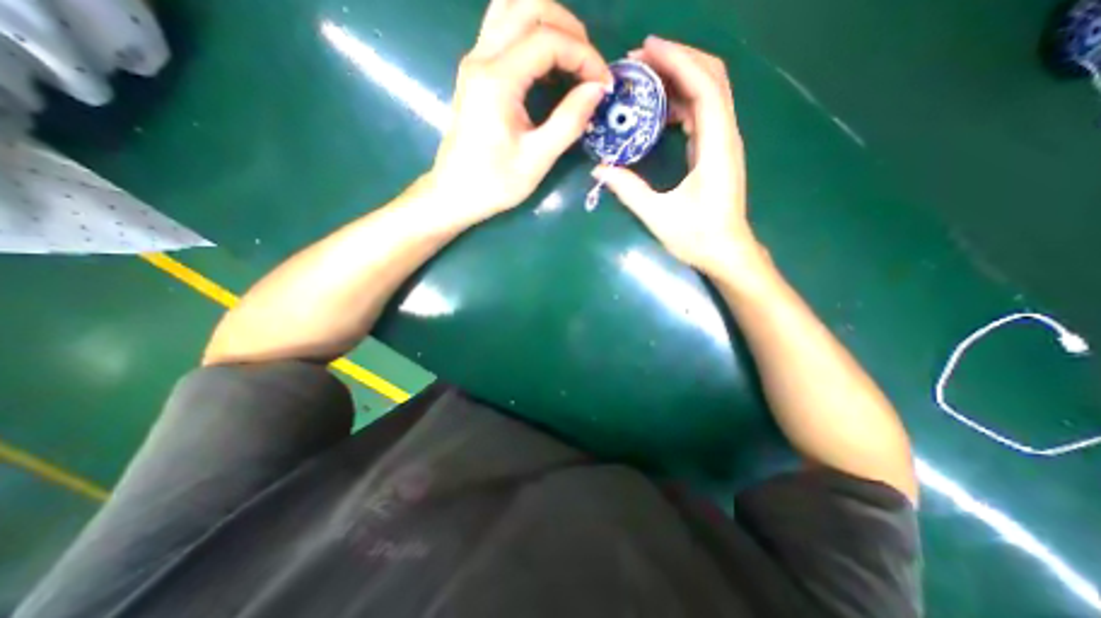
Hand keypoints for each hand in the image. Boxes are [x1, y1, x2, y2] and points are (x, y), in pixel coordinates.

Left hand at [426, 1, 610, 227]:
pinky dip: (531, 35)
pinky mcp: (475, 72)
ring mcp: (475, 61)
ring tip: (571, 58)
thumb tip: (597, 89)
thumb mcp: (537, 159)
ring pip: (512, 9)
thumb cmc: (495, 183)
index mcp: (497, 80)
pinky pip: (503, 31)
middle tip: (589, 65)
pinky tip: (547, 67)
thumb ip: (569, 121)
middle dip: (569, 29)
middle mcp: (482, 57)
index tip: (603, 84)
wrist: (454, 193)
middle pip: (529, 7)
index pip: (548, 40)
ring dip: (548, 24)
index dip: (584, 56)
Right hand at [593, 35, 767, 275]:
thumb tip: (598, 169)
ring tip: (645, 79)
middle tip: (639, 61)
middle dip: (677, 60)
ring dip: (679, 78)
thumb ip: (628, 189)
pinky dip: (681, 101)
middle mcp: (725, 135)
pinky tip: (659, 108)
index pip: (704, 87)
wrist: (726, 252)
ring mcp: (723, 141)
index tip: (646, 49)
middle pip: (711, 78)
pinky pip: (703, 112)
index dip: (678, 61)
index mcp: (716, 146)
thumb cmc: (697, 237)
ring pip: (709, 92)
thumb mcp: (658, 215)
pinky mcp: (717, 150)